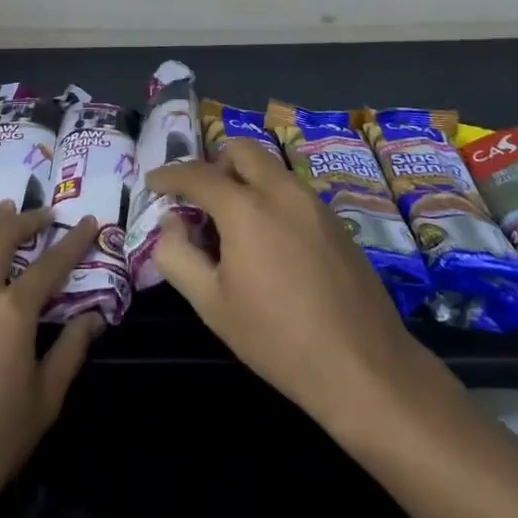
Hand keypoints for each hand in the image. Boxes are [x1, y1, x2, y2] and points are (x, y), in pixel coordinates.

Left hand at [0, 204, 103, 517]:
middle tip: (44, 214)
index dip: (73, 241)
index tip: (90, 222)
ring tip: (5, 212)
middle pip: (3, 238)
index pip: (51, 264)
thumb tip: (95, 316)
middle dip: (27, 220)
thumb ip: (72, 350)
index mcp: (13, 312)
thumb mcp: (46, 400)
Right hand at [150, 142, 420, 428]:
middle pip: (241, 150)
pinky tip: (269, 242)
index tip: (153, 182)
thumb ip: (177, 255)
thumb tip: (171, 222)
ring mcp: (314, 203)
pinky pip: (292, 191)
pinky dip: (270, 198)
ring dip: (244, 180)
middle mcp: (281, 191)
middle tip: (199, 198)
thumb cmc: (277, 338)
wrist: (364, 367)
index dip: (169, 175)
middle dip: (214, 164)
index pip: (197, 174)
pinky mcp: (336, 222)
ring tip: (233, 224)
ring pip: (271, 169)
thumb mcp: (211, 304)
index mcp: (246, 207)